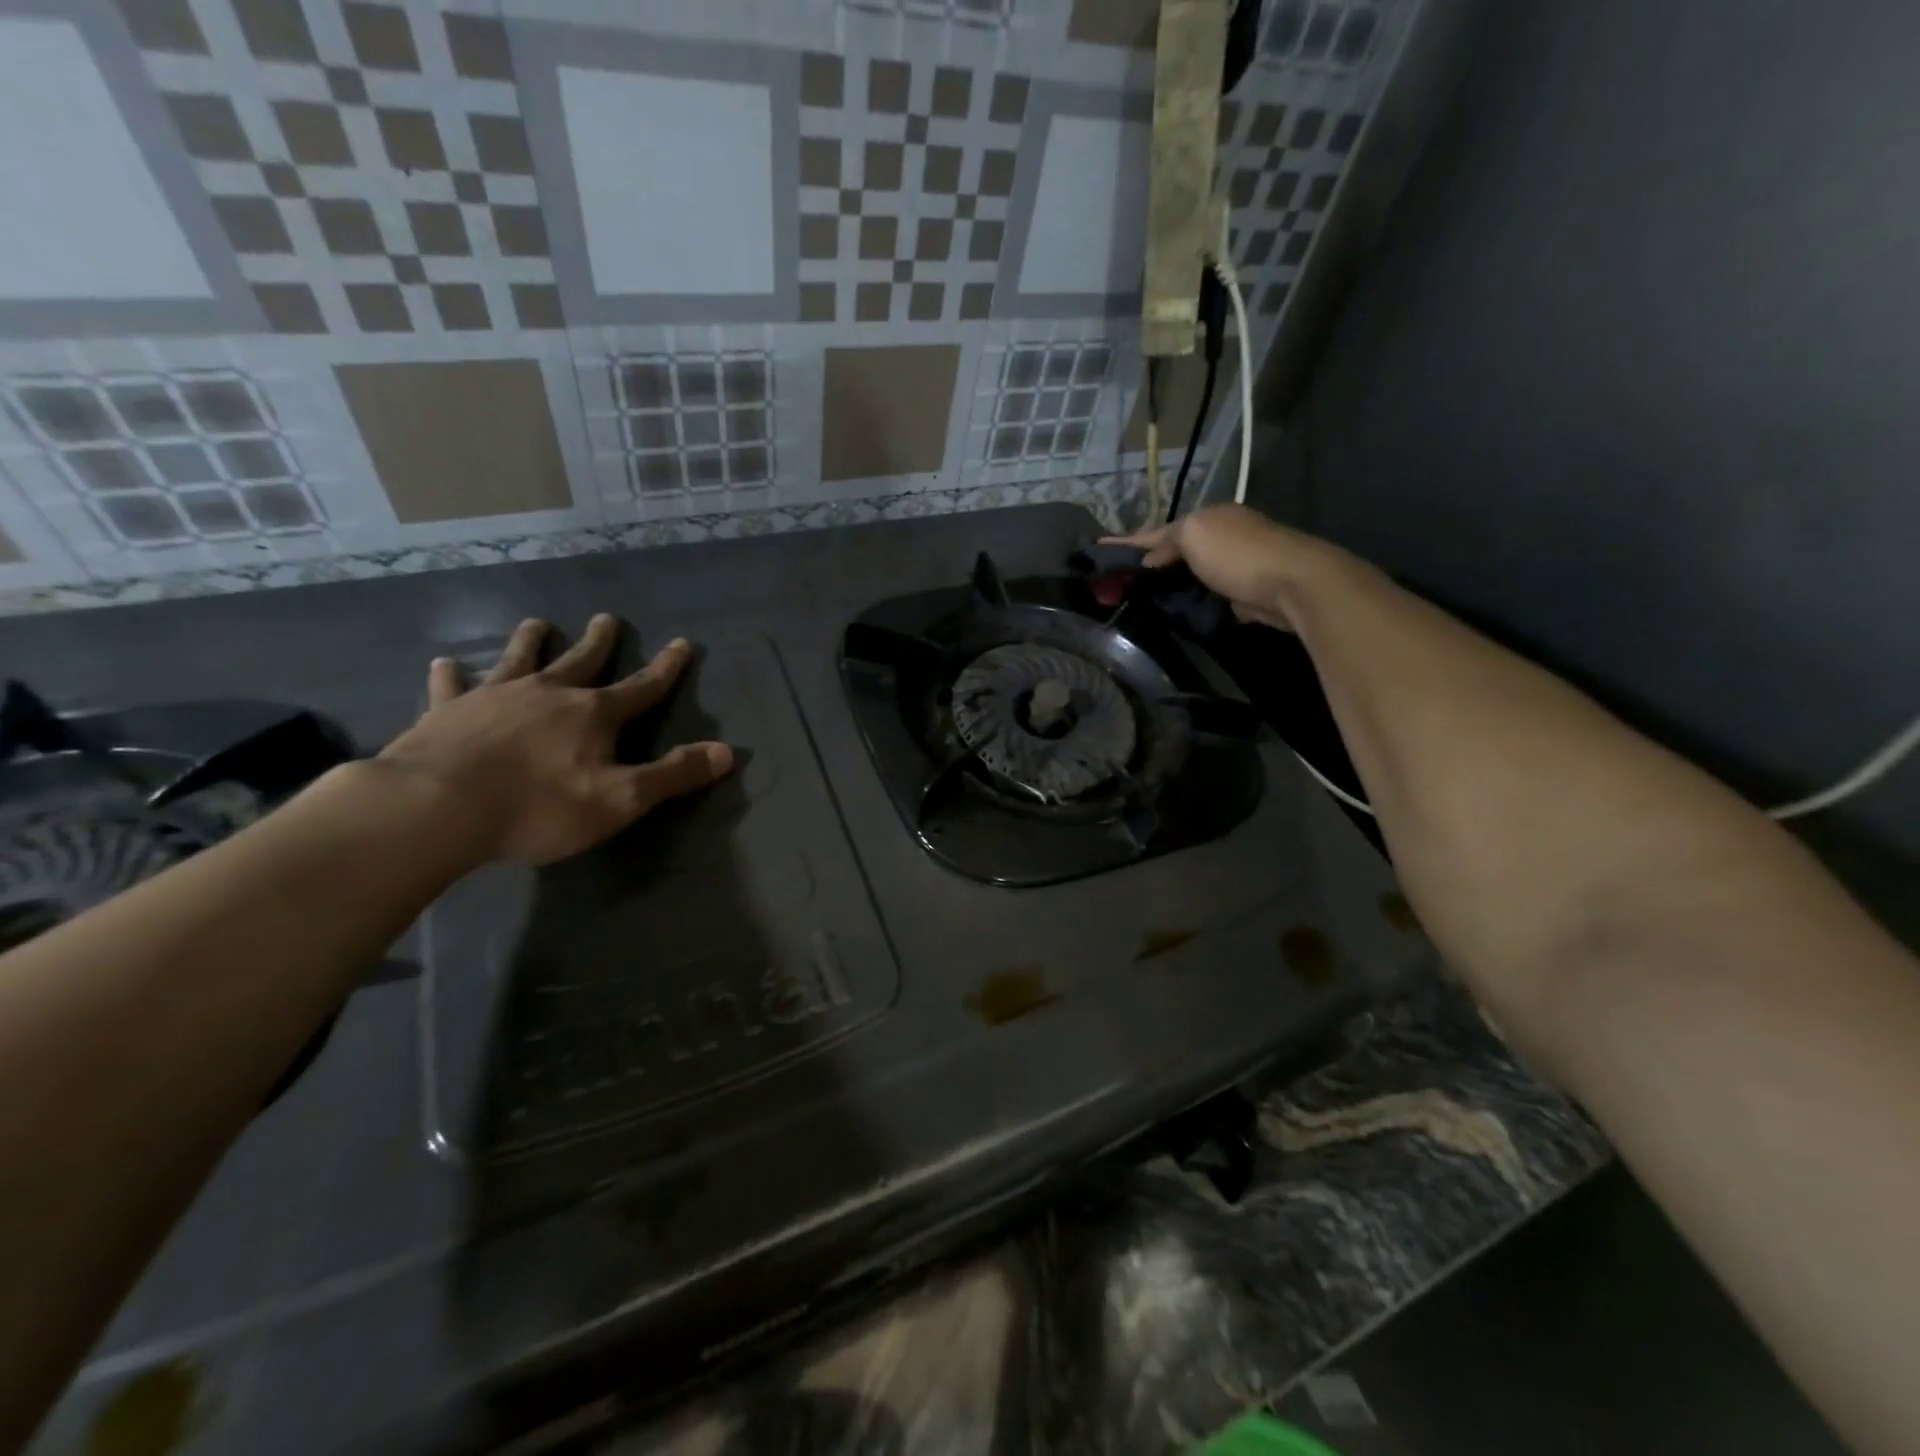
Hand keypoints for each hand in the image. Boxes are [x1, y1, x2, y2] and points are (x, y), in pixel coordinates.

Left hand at [378, 614, 732, 865]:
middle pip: (581, 660)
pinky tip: (445, 663)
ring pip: (518, 659)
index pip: (642, 687)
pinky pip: (451, 685)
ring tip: (537, 623)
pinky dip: (451, 674)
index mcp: (593, 715)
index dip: (666, 668)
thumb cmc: (539, 807)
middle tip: (608, 618)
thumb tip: (728, 752)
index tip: (682, 642)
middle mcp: (548, 694)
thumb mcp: (621, 799)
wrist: (438, 808)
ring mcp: (495, 697)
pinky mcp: (446, 711)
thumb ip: (674, 775)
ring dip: (530, 641)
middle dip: (600, 642)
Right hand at [1105, 504, 1326, 630]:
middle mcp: (1223, 536)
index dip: (1129, 540)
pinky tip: (1175, 611)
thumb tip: (1150, 559)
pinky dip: (1191, 601)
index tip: (1100, 549)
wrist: (1291, 584)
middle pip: (1177, 551)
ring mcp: (1236, 565)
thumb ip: (1167, 540)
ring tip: (1141, 599)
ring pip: (1192, 575)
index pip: (1160, 530)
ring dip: (1170, 584)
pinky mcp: (1244, 594)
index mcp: (1209, 517)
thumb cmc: (1237, 553)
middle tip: (1121, 582)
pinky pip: (1208, 596)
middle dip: (1151, 562)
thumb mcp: (1193, 534)